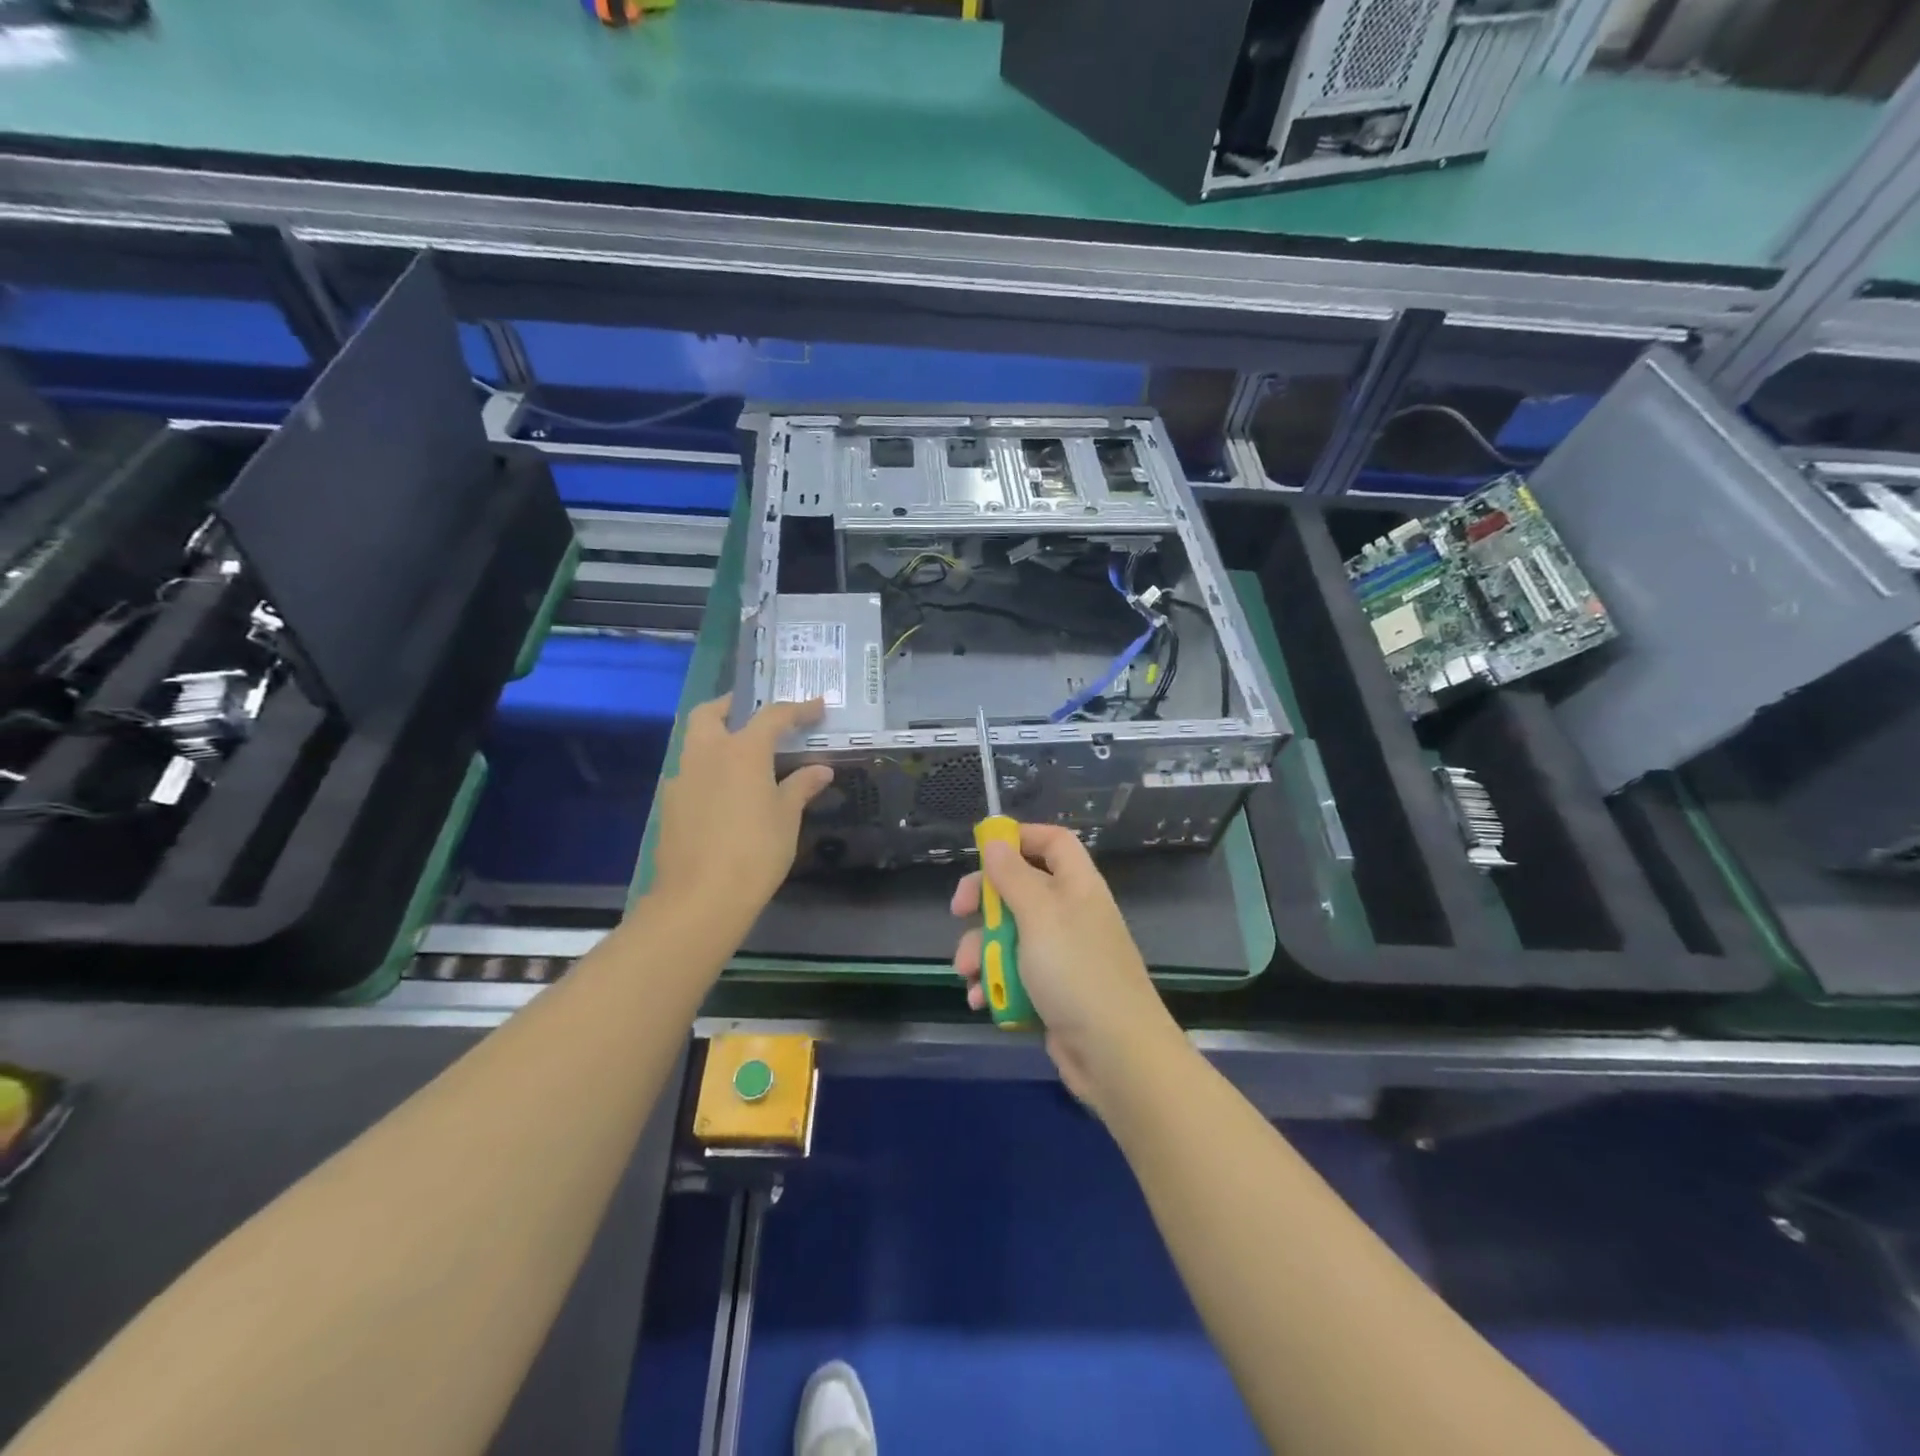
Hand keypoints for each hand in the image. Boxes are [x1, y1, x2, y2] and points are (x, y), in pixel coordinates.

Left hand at [650, 696, 833, 923]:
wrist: (700, 897)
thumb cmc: (755, 852)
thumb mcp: (786, 818)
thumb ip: (801, 787)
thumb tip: (820, 769)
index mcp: (742, 751)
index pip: (772, 716)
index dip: (798, 709)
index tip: (817, 707)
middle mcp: (706, 754)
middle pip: (711, 712)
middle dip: (733, 706)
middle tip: (754, 714)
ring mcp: (682, 778)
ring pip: (695, 741)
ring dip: (717, 737)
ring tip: (743, 756)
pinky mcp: (670, 804)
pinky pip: (690, 773)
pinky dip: (708, 770)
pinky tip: (724, 794)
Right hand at [951, 823, 1183, 1107]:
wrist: (1115, 1054)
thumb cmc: (1075, 971)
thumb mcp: (1039, 915)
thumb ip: (1013, 876)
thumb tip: (995, 840)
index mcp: (1077, 886)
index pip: (1053, 842)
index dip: (1020, 838)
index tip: (983, 849)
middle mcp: (1071, 914)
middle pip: (1021, 888)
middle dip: (985, 902)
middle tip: (958, 911)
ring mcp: (1062, 955)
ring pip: (1010, 936)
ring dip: (983, 951)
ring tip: (970, 974)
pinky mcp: (1052, 992)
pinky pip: (1015, 975)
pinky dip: (995, 984)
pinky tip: (981, 1000)